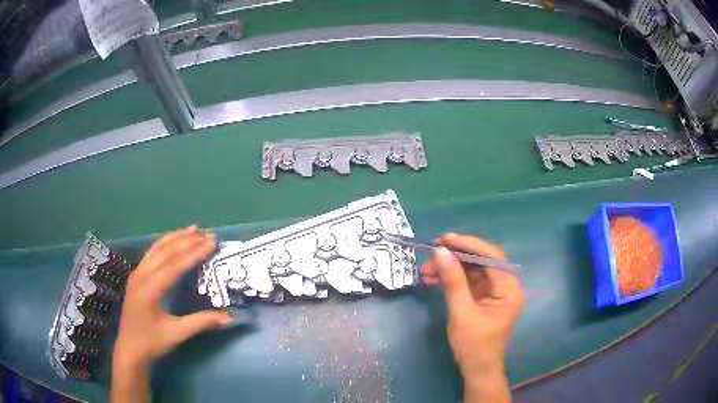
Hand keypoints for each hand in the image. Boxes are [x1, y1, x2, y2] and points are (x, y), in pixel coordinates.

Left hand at [113, 226, 231, 367]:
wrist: (130, 348)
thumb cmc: (152, 342)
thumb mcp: (177, 333)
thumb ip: (201, 322)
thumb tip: (228, 317)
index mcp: (150, 289)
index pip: (174, 265)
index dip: (194, 253)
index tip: (211, 243)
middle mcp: (141, 275)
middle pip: (166, 251)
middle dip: (187, 241)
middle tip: (208, 234)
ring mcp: (137, 273)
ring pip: (157, 248)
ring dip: (175, 237)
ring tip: (194, 229)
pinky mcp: (136, 276)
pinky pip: (151, 253)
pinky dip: (165, 244)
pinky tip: (174, 240)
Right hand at [422, 233, 523, 402]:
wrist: (477, 370)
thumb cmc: (474, 346)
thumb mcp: (462, 313)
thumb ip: (453, 282)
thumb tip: (441, 253)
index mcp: (509, 289)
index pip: (492, 257)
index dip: (469, 245)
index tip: (445, 239)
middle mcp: (505, 285)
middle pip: (481, 260)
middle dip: (456, 256)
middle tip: (431, 253)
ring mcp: (494, 291)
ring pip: (472, 270)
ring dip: (450, 268)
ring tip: (426, 270)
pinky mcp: (484, 297)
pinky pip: (468, 281)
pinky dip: (451, 279)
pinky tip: (433, 279)